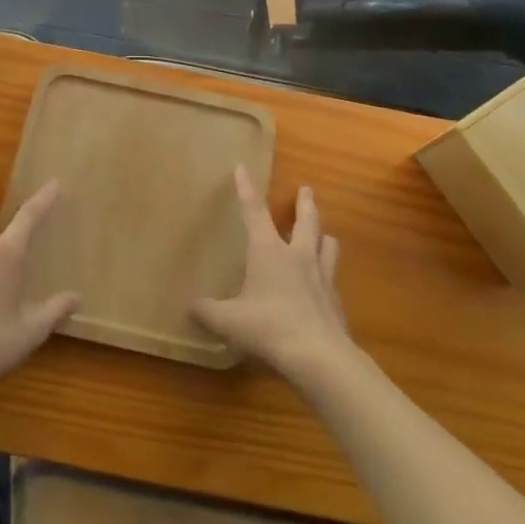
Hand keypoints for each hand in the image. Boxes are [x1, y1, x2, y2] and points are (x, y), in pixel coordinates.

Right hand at [193, 167, 353, 385]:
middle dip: (305, 203)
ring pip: (327, 245)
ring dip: (324, 235)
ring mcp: (322, 277)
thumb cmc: (269, 328)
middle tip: (307, 189)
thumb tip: (189, 306)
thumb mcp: (229, 321)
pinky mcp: (336, 301)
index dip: (246, 189)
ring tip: (325, 233)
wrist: (319, 356)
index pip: (254, 211)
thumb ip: (207, 312)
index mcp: (269, 251)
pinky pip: (333, 278)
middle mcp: (298, 256)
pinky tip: (325, 284)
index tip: (242, 167)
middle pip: (306, 220)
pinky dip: (328, 274)